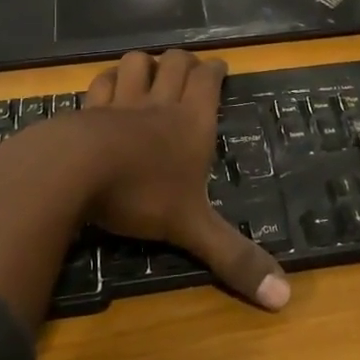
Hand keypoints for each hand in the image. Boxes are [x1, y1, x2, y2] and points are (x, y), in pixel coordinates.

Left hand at [82, 50, 289, 311]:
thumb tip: (285, 298)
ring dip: (144, 64)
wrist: (74, 171)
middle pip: (174, 62)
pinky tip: (106, 91)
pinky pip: (99, 84)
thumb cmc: (141, 194)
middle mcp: (158, 104)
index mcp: (191, 122)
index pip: (208, 80)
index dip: (215, 70)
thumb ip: (234, 258)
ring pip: (134, 64)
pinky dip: (105, 82)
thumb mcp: (192, 229)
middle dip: (183, 61)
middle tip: (188, 70)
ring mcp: (119, 102)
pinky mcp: (86, 110)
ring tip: (147, 73)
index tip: (220, 68)